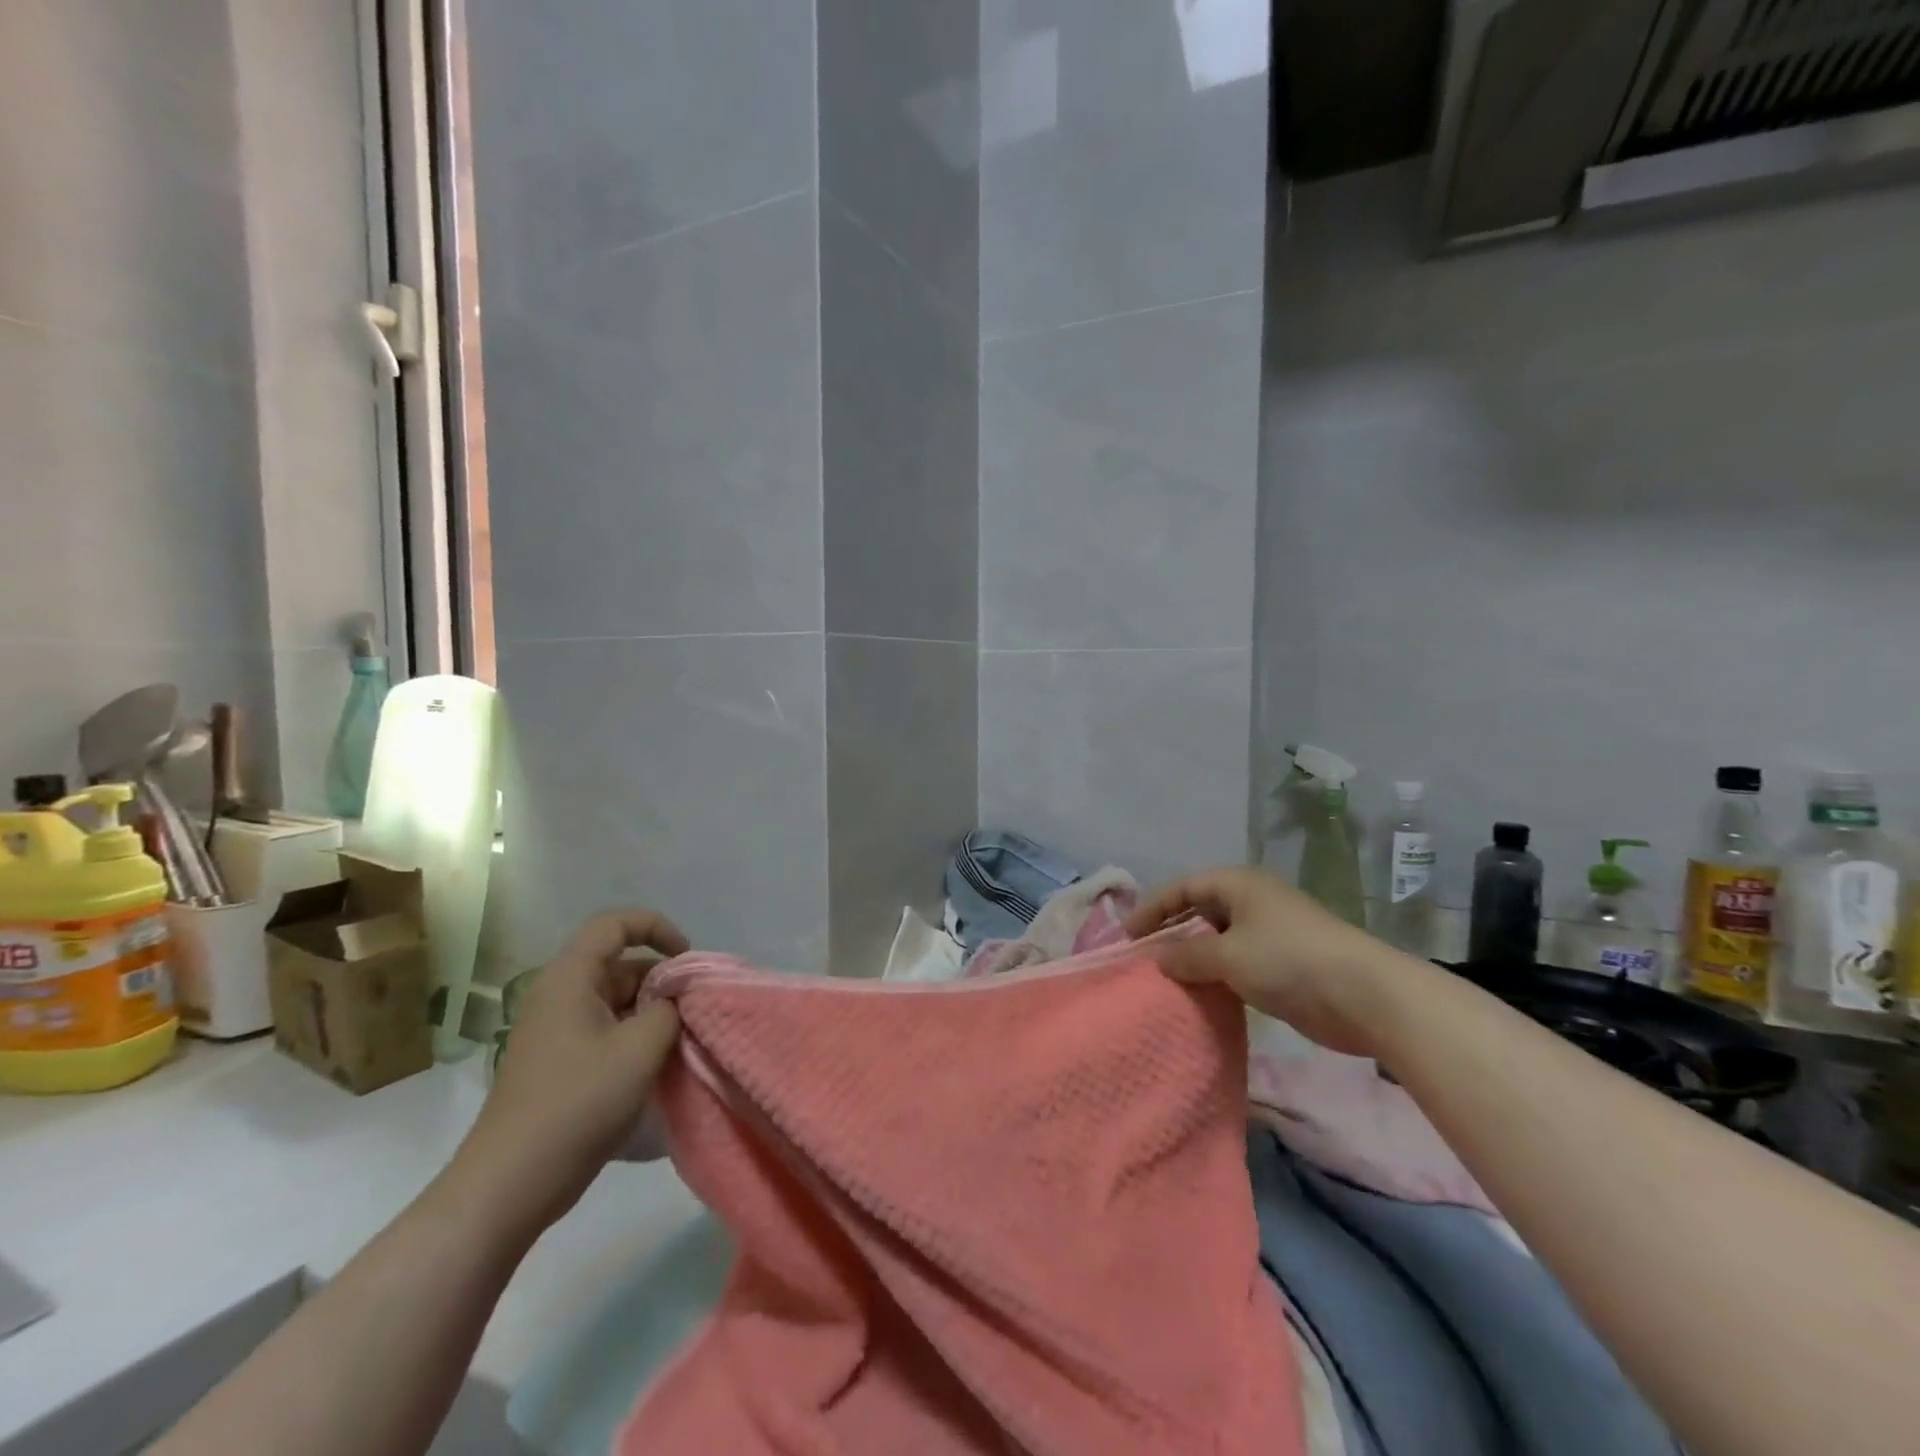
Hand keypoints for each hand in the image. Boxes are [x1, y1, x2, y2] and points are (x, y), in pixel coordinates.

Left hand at [448, 910, 689, 1237]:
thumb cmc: (577, 1103)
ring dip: (652, 1012)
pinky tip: (658, 1065)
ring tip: (682, 1040)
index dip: (657, 928)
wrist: (511, 1184)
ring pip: (617, 999)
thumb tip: (678, 998)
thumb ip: (670, 1009)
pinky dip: (636, 1036)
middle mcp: (559, 995)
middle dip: (662, 979)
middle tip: (694, 1010)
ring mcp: (557, 1030)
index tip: (686, 960)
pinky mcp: (560, 1061)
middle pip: (620, 963)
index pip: (615, 924)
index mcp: (570, 978)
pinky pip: (607, 1029)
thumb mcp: (640, 1048)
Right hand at [1125, 867, 1400, 1056]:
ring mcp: (1270, 932)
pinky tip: (1202, 994)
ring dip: (1194, 957)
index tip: (1127, 936)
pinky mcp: (1284, 963)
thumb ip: (1187, 955)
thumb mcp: (1227, 955)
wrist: (1364, 995)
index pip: (1182, 888)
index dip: (1152, 908)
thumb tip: (1158, 958)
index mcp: (1237, 884)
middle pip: (1199, 910)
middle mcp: (1252, 901)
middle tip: (1143, 958)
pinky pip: (1237, 962)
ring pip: (1219, 939)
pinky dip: (1217, 974)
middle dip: (1171, 932)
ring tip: (1166, 979)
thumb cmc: (1288, 960)